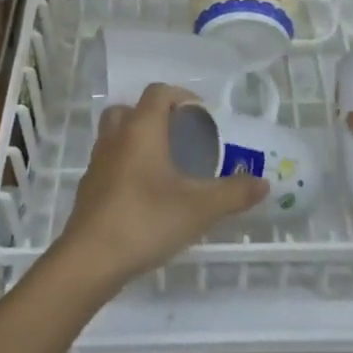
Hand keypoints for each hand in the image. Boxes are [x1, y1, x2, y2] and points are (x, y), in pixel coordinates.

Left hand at [54, 83, 267, 287]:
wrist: (90, 259)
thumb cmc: (146, 220)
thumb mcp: (200, 208)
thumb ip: (234, 193)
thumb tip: (263, 183)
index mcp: (141, 130)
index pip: (158, 93)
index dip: (182, 96)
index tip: (203, 116)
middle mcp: (115, 138)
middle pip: (130, 109)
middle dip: (155, 116)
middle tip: (180, 137)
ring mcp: (97, 163)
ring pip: (115, 135)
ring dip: (137, 140)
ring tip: (165, 165)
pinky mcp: (88, 188)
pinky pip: (109, 163)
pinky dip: (126, 166)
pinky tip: (145, 194)